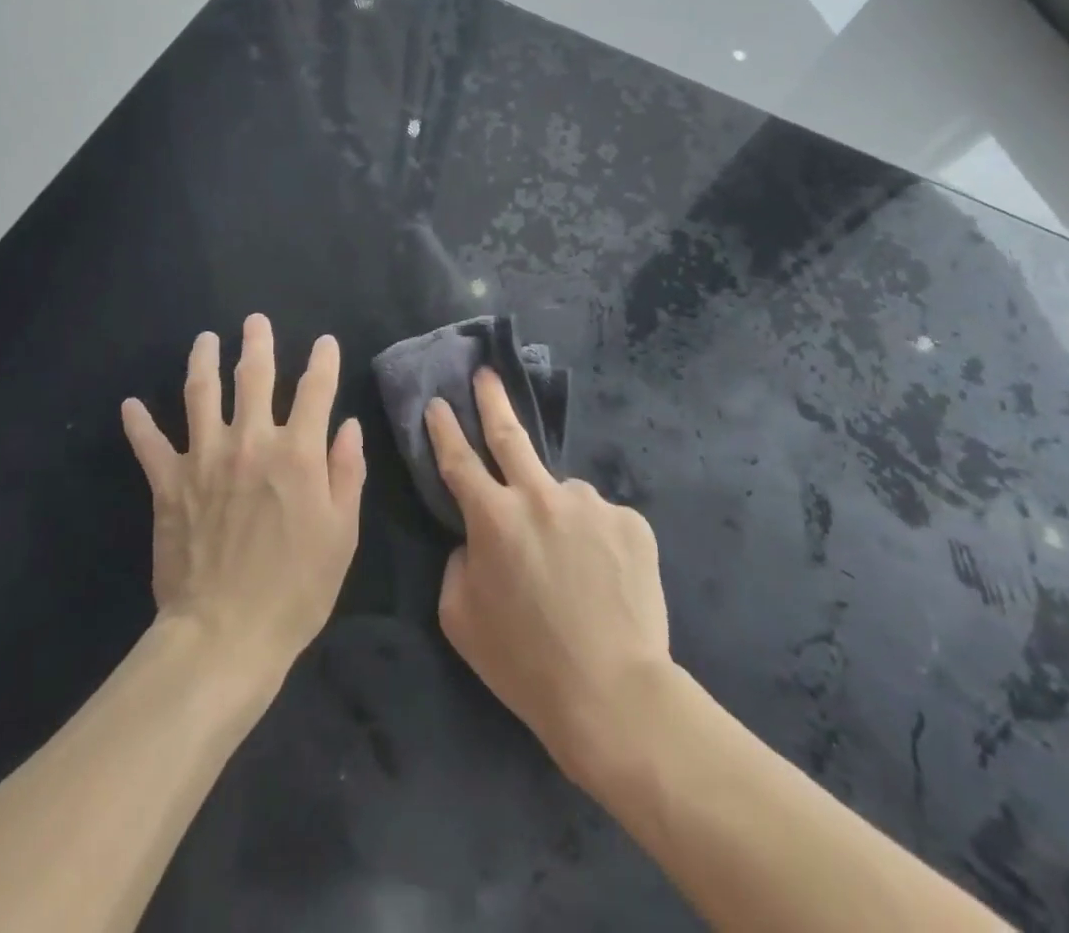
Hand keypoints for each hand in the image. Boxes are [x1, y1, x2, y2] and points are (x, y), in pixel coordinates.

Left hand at [121, 315, 364, 685]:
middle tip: (255, 321)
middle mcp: (251, 442)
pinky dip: (138, 423)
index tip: (325, 343)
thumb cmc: (296, 588)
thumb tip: (348, 426)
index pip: (316, 390)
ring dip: (203, 361)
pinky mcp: (168, 483)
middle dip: (258, 343)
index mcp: (298, 453)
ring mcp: (204, 458)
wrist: (225, 634)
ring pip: (201, 394)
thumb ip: (347, 473)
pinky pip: (149, 444)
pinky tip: (130, 404)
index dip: (323, 361)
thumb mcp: (342, 533)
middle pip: (254, 377)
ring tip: (204, 339)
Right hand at [427, 370, 670, 779]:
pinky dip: (595, 541)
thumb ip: (459, 564)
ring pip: (563, 496)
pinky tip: (604, 580)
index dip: (443, 429)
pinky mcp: (631, 522)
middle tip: (487, 374)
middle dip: (492, 399)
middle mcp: (540, 495)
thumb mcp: (461, 619)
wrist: (614, 694)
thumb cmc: (525, 663)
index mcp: (493, 517)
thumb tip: (476, 539)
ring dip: (557, 516)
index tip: (437, 402)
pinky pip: (602, 522)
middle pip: (510, 434)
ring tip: (573, 570)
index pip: (459, 459)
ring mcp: (590, 504)